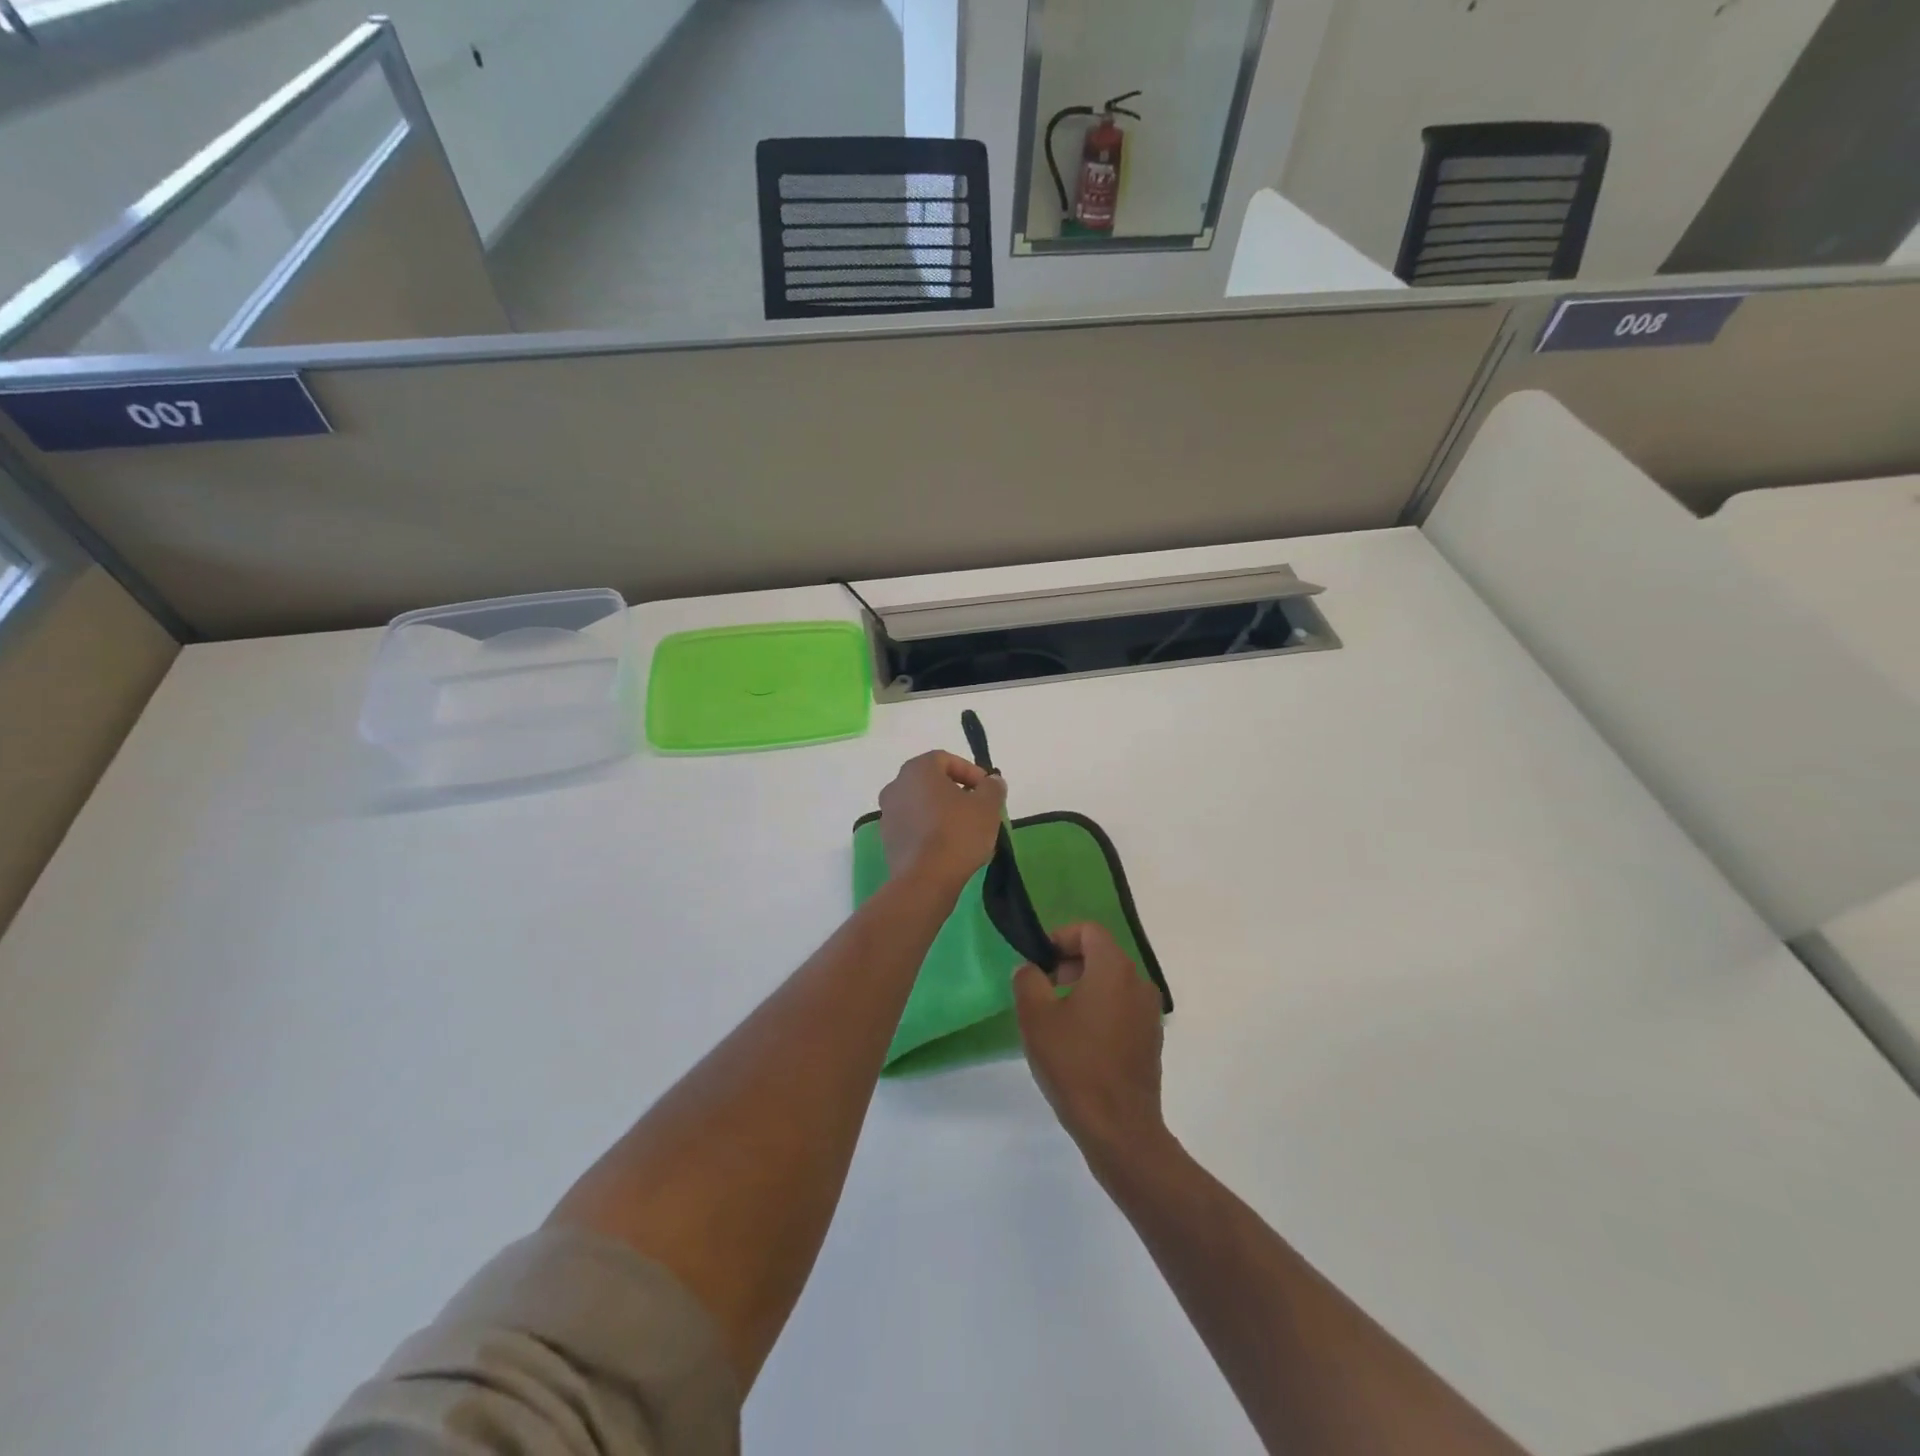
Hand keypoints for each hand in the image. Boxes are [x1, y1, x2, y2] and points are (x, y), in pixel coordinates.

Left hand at [877, 750, 1007, 894]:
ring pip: (921, 804)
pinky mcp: (887, 840)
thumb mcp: (987, 806)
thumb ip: (992, 787)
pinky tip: (948, 847)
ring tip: (965, 830)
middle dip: (956, 791)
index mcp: (917, 770)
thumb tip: (992, 781)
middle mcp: (896, 786)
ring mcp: (887, 814)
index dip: (970, 771)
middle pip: (931, 781)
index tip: (987, 790)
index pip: (945, 759)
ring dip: (942, 811)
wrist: (925, 880)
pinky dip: (930, 830)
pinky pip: (913, 826)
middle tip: (978, 808)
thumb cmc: (957, 834)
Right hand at [1012, 922, 1166, 1166]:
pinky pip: (1122, 1008)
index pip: (1088, 931)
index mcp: (1114, 969)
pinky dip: (1101, 1011)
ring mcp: (1149, 1013)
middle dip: (1069, 963)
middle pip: (1102, 954)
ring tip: (1058, 1018)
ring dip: (1084, 988)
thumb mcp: (1036, 1017)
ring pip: (1113, 983)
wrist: (1119, 1128)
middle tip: (1043, 989)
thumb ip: (1028, 981)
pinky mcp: (1151, 1040)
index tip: (1038, 964)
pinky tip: (1080, 1043)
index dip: (1059, 938)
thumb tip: (1030, 969)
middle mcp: (1139, 983)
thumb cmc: (1074, 1064)